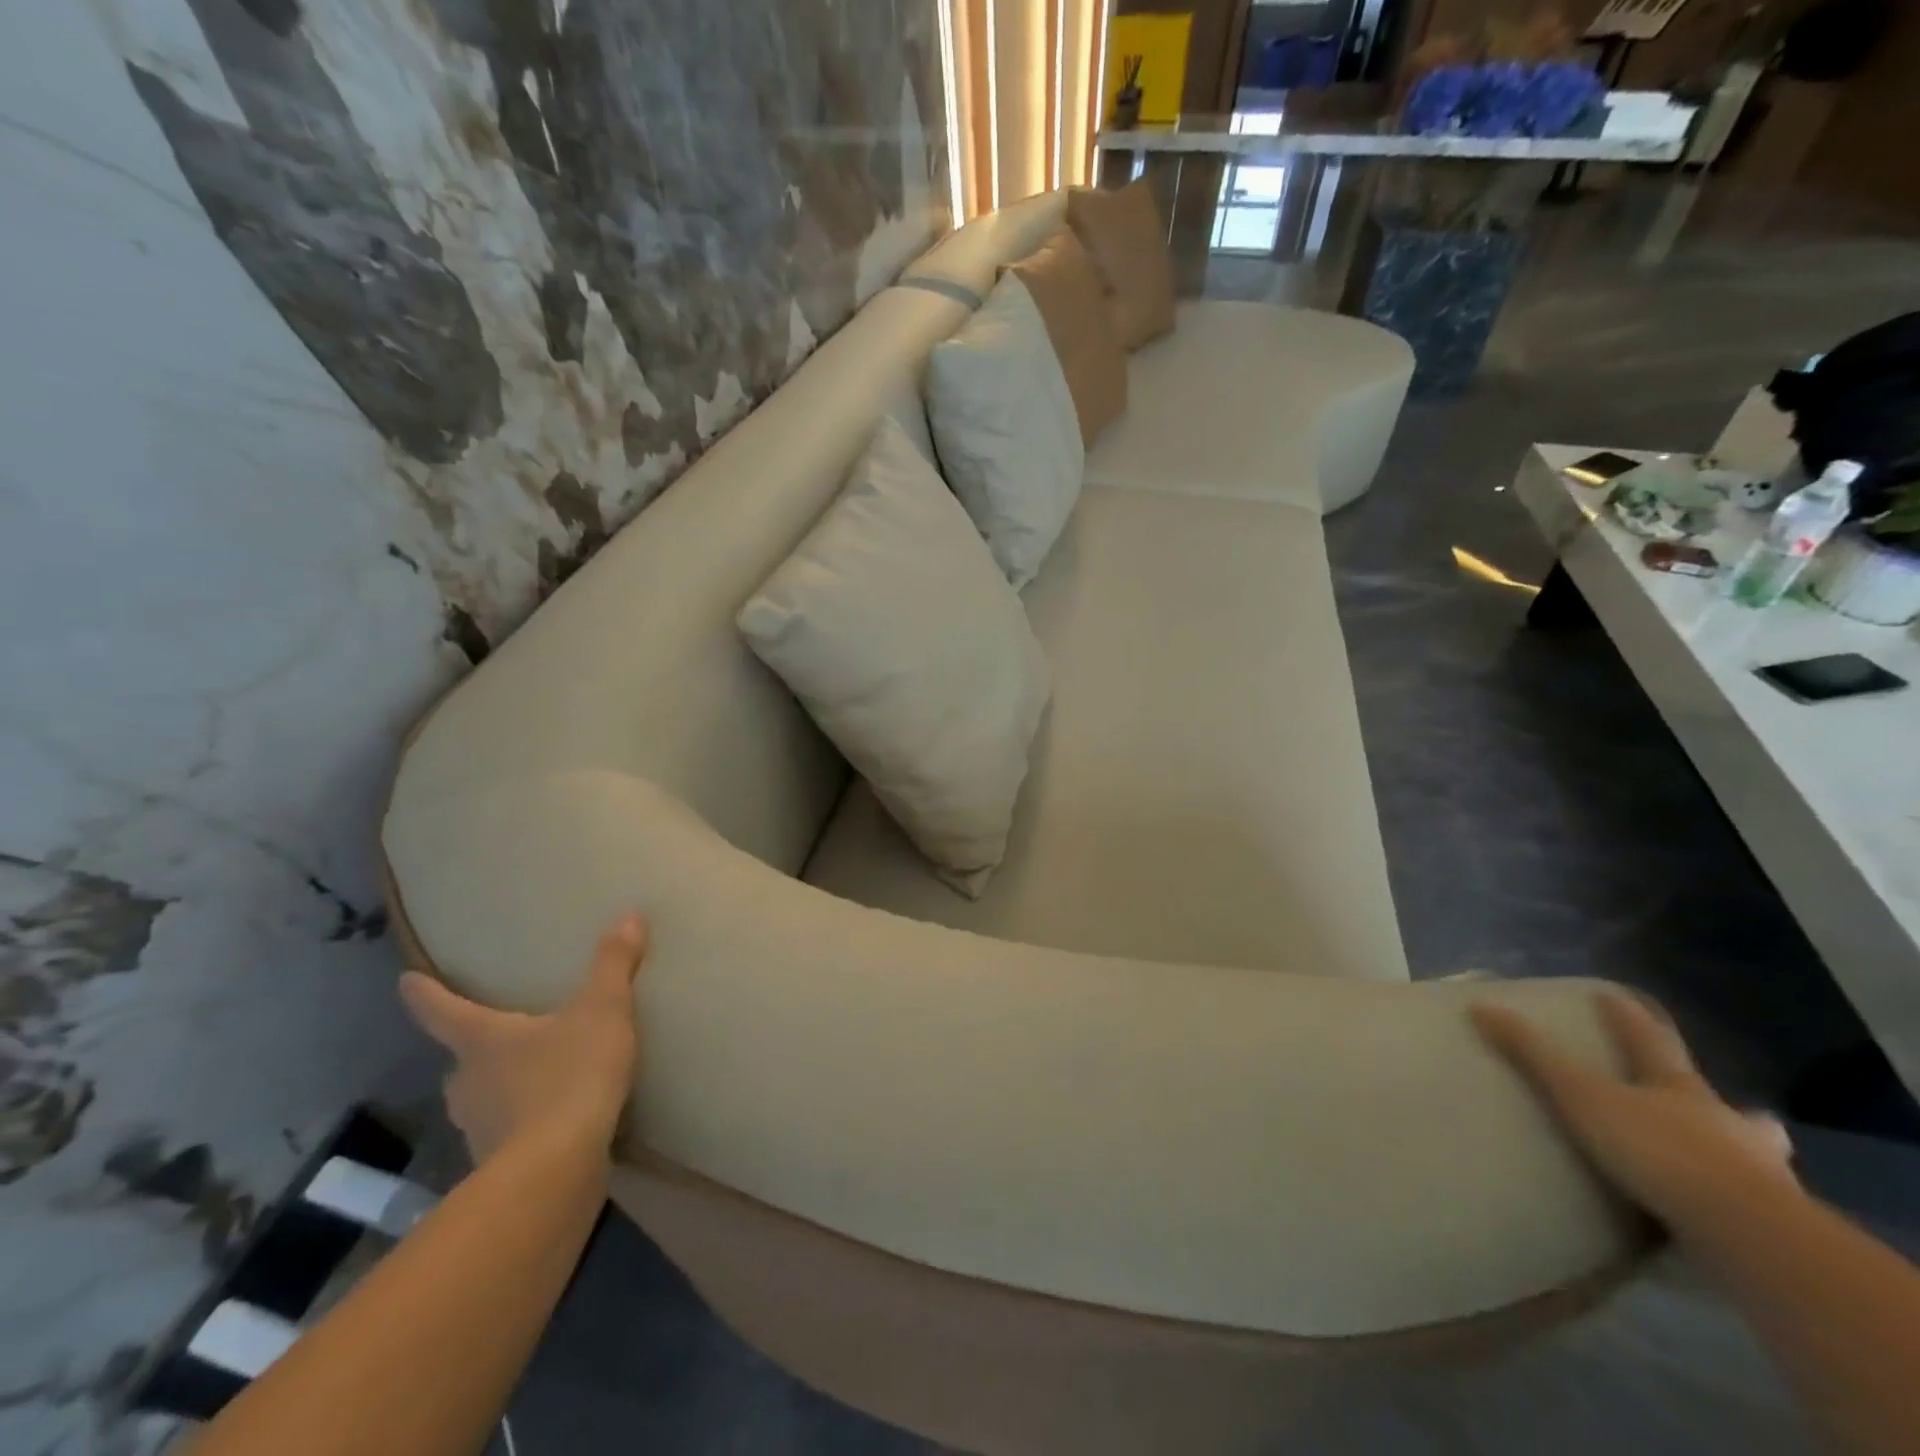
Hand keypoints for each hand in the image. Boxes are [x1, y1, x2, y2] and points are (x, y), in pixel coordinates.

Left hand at [400, 914, 647, 1163]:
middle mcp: (467, 1083)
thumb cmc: (570, 1075)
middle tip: (502, 1036)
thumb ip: (613, 964)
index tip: (405, 981)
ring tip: (535, 1079)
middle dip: (477, 1050)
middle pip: (462, 1060)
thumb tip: (629, 914)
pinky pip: (506, 1133)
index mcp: (482, 1041)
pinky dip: (522, 1123)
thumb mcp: (603, 1010)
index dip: (425, 994)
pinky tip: (553, 1122)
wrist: (558, 1167)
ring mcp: (476, 1128)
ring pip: (481, 1099)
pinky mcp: (497, 1165)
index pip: (443, 1011)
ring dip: (500, 1088)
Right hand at [1471, 990, 1797, 1237]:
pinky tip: (1731, 1224)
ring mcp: (1760, 1177)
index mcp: (1680, 1088)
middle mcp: (1726, 1124)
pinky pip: (1757, 1211)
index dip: (1629, 1017)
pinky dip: (1744, 1210)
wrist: (1747, 1235)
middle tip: (1726, 1104)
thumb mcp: (1582, 1096)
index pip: (1651, 1040)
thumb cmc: (1660, 1150)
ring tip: (1734, 1165)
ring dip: (1748, 1156)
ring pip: (1759, 1158)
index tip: (1615, 996)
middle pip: (1724, 1103)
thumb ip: (1534, 1054)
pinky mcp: (1773, 1229)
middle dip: (1724, 1102)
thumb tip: (1482, 1007)